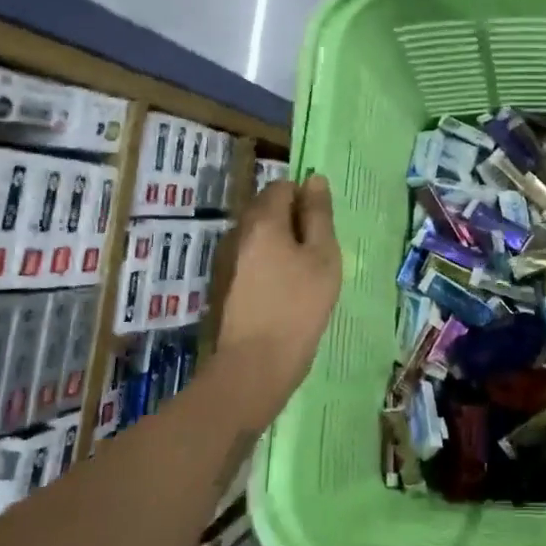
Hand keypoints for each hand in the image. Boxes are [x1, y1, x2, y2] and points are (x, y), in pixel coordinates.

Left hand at [210, 174, 340, 428]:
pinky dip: (267, 265)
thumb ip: (319, 215)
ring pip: (257, 235)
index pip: (282, 186)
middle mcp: (237, 233)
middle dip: (292, 220)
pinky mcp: (222, 284)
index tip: (322, 227)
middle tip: (317, 252)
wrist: (254, 365)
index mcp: (262, 221)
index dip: (305, 198)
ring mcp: (225, 260)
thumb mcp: (323, 257)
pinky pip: (249, 259)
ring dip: (279, 243)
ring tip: (302, 275)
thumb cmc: (299, 306)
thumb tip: (315, 180)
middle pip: (266, 208)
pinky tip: (282, 292)